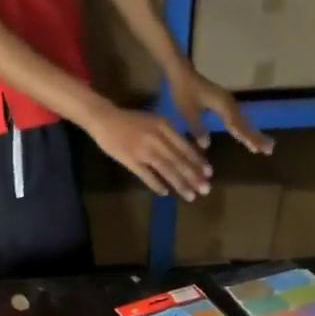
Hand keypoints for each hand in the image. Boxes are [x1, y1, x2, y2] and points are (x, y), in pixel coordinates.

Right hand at [85, 104, 212, 200]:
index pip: (185, 147)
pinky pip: (146, 175)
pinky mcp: (131, 160)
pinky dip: (156, 184)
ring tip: (190, 196)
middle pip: (178, 160)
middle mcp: (157, 138)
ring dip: (179, 184)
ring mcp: (143, 150)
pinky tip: (165, 193)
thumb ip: (168, 135)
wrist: (105, 119)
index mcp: (164, 126)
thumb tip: (183, 152)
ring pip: (166, 169)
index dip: (197, 161)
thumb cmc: (130, 121)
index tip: (209, 174)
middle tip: (205, 190)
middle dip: (193, 176)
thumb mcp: (153, 121)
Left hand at [167, 69, 274, 155]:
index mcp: (223, 105)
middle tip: (269, 150)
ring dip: (253, 133)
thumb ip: (197, 128)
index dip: (247, 138)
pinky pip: (237, 118)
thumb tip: (206, 145)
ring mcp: (227, 102)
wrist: (182, 74)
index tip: (257, 150)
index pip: (237, 126)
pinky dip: (243, 128)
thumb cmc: (184, 91)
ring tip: (263, 146)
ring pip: (243, 121)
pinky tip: (246, 135)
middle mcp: (229, 103)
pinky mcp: (223, 102)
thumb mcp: (188, 112)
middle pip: (245, 123)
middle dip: (257, 137)